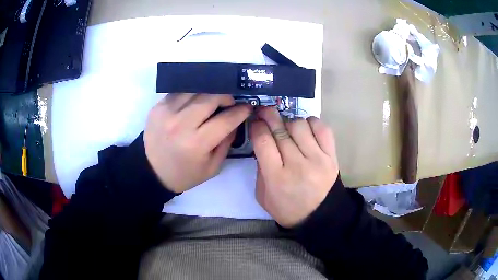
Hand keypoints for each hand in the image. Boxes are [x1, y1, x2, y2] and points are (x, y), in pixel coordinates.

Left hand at [144, 93, 250, 192]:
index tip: (247, 106)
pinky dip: (192, 93)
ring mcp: (166, 112)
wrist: (152, 171)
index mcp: (196, 144)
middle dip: (226, 96)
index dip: (241, 111)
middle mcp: (180, 124)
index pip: (226, 119)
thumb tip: (235, 119)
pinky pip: (180, 91)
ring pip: (195, 89)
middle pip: (211, 97)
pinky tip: (196, 100)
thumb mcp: (212, 167)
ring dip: (209, 92)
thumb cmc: (184, 174)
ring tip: (214, 99)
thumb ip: (227, 142)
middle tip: (230, 102)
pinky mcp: (157, 107)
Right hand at [250, 107, 338, 227]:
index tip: (255, 123)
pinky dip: (311, 123)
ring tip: (288, 129)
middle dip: (269, 116)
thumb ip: (260, 169)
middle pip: (280, 130)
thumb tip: (263, 142)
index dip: (256, 126)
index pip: (263, 141)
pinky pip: (322, 128)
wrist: (320, 216)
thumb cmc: (287, 209)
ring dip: (289, 122)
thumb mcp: (263, 196)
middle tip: (265, 112)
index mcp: (276, 178)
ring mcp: (318, 159)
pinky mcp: (332, 156)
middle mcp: (297, 165)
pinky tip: (305, 129)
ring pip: (300, 125)